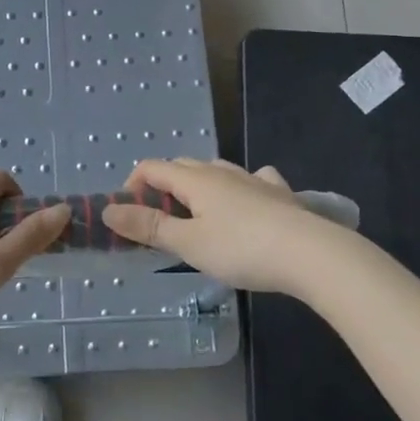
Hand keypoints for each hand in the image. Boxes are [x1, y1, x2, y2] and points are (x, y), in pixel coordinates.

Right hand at [103, 159, 336, 294]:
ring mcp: (253, 179)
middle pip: (181, 166)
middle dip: (163, 187)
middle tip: (160, 222)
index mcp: (194, 179)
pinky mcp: (279, 193)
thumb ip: (148, 227)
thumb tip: (108, 210)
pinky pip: (253, 179)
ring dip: (198, 186)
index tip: (129, 217)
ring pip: (216, 171)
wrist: (311, 254)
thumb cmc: (241, 249)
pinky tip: (248, 201)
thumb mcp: (188, 243)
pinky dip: (240, 187)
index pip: (152, 167)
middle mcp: (221, 171)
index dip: (132, 186)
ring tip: (198, 216)